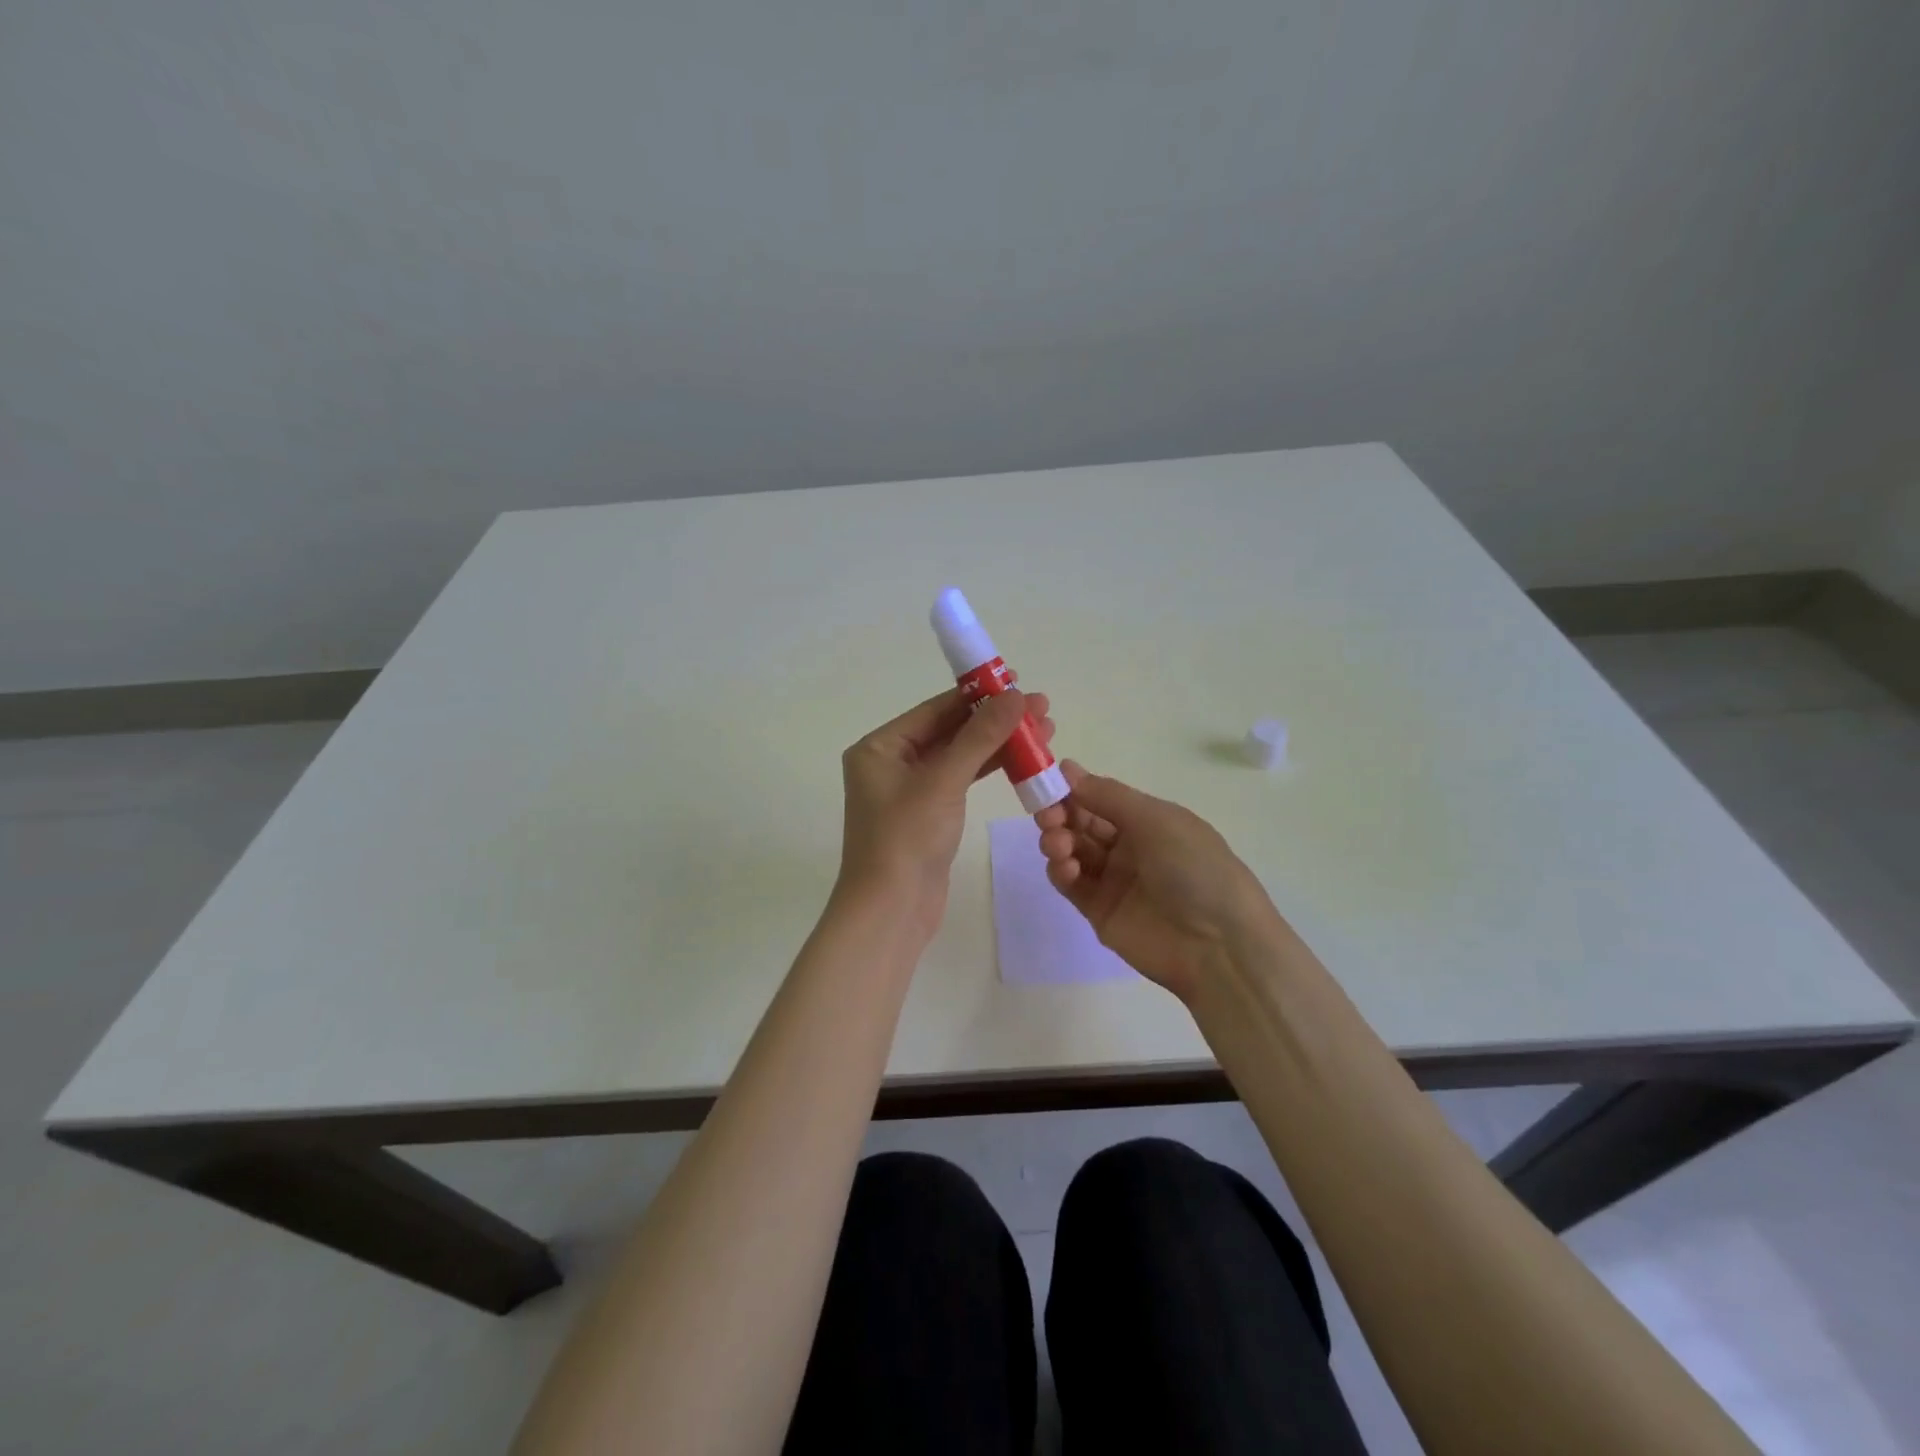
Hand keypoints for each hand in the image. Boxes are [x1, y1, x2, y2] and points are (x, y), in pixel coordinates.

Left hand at [839, 686, 1055, 933]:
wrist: (891, 911)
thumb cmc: (906, 839)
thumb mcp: (944, 781)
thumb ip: (980, 736)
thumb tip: (1015, 696)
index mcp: (879, 748)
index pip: (934, 710)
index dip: (977, 694)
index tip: (1016, 679)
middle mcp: (891, 763)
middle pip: (950, 730)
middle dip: (994, 719)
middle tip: (1040, 707)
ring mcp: (910, 790)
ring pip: (960, 756)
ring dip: (998, 743)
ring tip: (1043, 730)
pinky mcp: (928, 814)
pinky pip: (961, 780)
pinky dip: (989, 769)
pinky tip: (1022, 760)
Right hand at [1035, 761, 1280, 1002]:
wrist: (1218, 946)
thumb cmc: (1194, 869)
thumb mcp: (1156, 820)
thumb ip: (1107, 796)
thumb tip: (1067, 769)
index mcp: (1148, 820)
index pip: (1101, 798)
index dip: (1074, 789)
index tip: (1048, 781)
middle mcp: (1130, 847)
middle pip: (1082, 823)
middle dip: (1060, 814)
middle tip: (1048, 816)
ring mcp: (1114, 880)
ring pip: (1072, 851)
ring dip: (1058, 840)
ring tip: (1058, 845)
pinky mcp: (1100, 912)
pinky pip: (1072, 884)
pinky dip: (1061, 871)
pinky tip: (1065, 868)